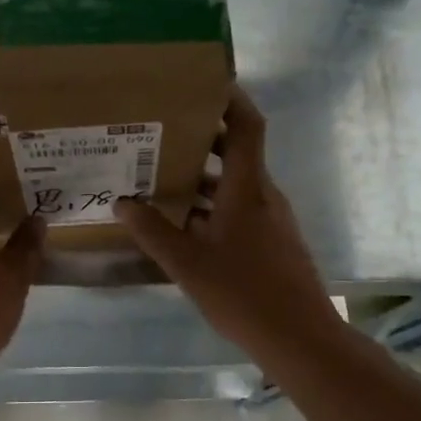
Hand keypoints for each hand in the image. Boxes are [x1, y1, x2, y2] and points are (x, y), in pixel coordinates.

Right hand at [115, 86, 341, 357]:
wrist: (298, 338)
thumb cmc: (244, 293)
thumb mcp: (187, 263)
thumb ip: (152, 231)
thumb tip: (122, 202)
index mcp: (247, 189)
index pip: (246, 127)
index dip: (230, 99)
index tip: (203, 82)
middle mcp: (263, 195)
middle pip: (235, 153)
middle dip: (201, 138)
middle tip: (160, 131)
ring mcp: (270, 220)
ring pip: (233, 185)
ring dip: (201, 177)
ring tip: (159, 175)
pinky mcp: (271, 242)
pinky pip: (237, 210)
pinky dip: (210, 206)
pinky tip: (181, 223)